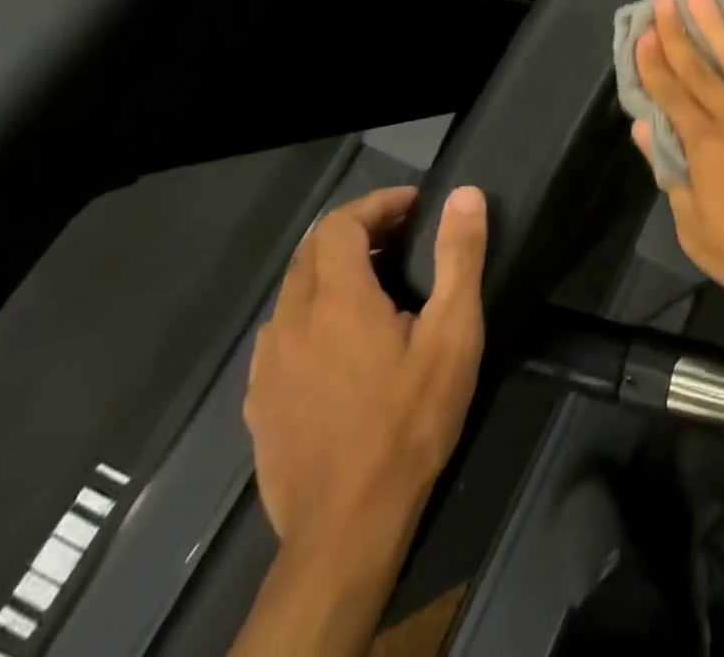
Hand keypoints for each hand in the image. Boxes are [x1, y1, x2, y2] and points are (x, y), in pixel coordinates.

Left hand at [244, 185, 486, 560]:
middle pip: (312, 250)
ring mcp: (266, 365)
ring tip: (374, 282)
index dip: (377, 204)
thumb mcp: (453, 335)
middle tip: (400, 235)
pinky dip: (311, 311)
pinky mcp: (258, 402)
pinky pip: (280, 333)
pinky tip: (340, 342)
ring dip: (330, 270)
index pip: (341, 223)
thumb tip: (464, 194)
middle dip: (356, 230)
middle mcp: (290, 321)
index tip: (414, 205)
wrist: (347, 528)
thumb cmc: (409, 422)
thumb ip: (459, 258)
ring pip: (292, 291)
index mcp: (335, 299)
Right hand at [633, 0, 723, 334]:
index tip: (642, 34)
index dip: (653, 63)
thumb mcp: (698, 233)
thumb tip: (644, 130)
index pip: (671, 94)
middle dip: (677, 33)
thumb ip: (671, 176)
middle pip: (700, 67)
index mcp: (707, 146)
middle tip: (662, 1)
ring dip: (716, 24)